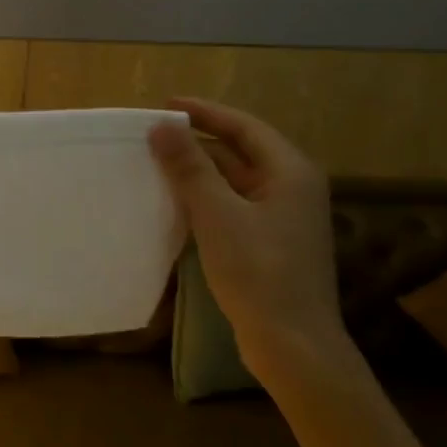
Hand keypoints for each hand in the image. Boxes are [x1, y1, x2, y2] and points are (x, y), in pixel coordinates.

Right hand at [149, 98, 348, 383]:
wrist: (291, 342)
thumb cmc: (258, 271)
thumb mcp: (217, 214)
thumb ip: (190, 167)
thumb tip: (162, 126)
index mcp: (290, 173)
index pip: (244, 127)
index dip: (205, 112)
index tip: (165, 104)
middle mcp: (292, 188)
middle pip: (241, 151)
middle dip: (199, 141)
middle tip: (155, 134)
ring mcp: (282, 218)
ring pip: (235, 180)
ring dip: (199, 170)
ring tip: (157, 163)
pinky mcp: (270, 243)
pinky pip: (233, 205)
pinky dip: (205, 197)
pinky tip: (176, 203)